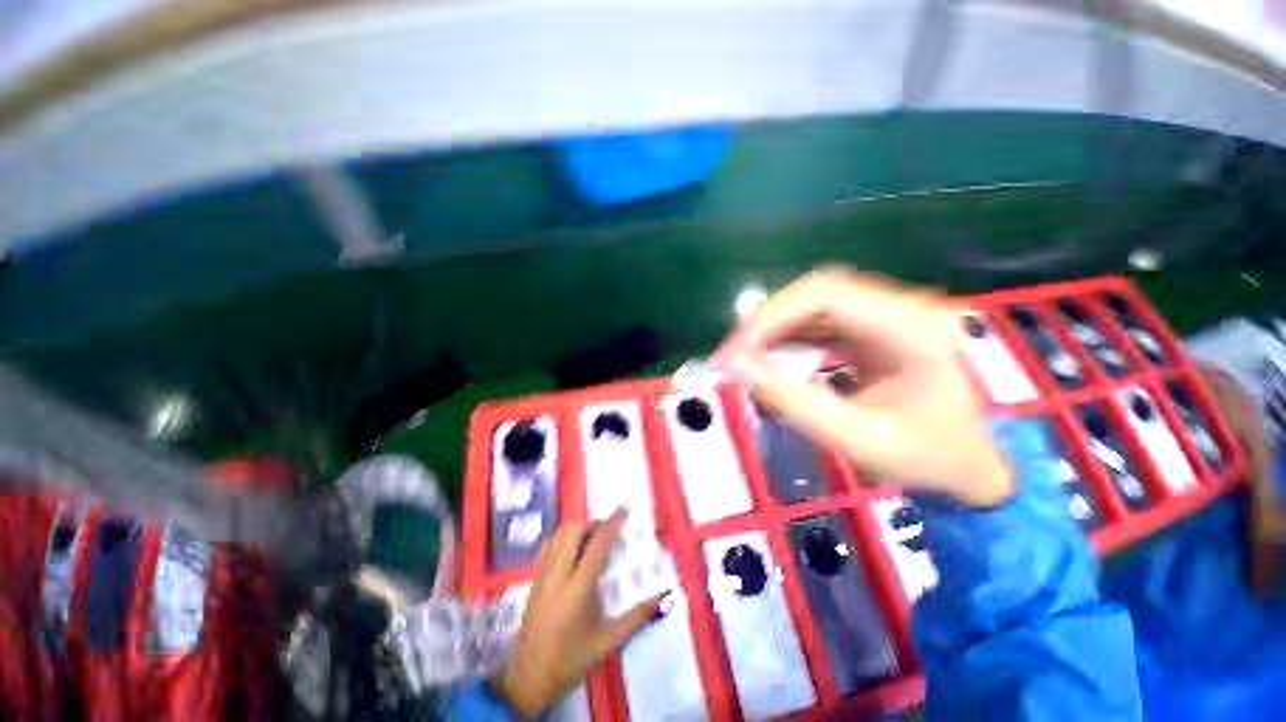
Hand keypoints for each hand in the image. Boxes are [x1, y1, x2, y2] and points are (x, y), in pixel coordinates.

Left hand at [494, 509, 663, 717]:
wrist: (527, 679)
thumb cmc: (571, 660)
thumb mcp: (608, 641)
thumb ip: (637, 617)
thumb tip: (664, 597)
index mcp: (578, 588)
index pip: (597, 544)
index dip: (612, 523)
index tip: (624, 509)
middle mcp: (558, 574)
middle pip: (574, 531)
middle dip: (593, 522)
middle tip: (609, 528)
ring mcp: (542, 575)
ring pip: (558, 535)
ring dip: (577, 527)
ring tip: (593, 536)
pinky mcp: (533, 579)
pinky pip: (548, 545)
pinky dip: (563, 537)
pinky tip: (573, 548)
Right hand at [716, 269, 1013, 507]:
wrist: (972, 462)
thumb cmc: (928, 457)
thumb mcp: (859, 440)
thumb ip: (796, 403)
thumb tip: (737, 369)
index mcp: (911, 328)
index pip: (825, 294)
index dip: (770, 316)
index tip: (736, 352)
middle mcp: (900, 307)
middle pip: (815, 293)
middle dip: (765, 323)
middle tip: (731, 357)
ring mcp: (887, 315)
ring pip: (813, 305)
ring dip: (772, 330)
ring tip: (743, 360)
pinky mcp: (873, 329)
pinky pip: (819, 323)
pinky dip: (787, 339)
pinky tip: (769, 360)